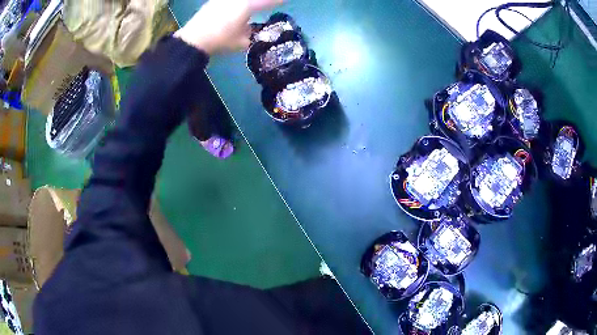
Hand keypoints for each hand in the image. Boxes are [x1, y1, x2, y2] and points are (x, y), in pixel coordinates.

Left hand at [174, 0, 283, 54]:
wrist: (194, 40)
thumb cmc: (221, 41)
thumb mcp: (241, 42)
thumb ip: (251, 35)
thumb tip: (254, 31)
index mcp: (247, 6)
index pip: (268, 1)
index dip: (278, 1)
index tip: (286, 1)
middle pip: (255, 0)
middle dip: (263, 2)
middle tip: (271, 3)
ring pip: (242, 1)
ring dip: (249, 4)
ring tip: (250, 9)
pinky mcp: (214, 1)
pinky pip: (230, 2)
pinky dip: (238, 5)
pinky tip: (236, 8)